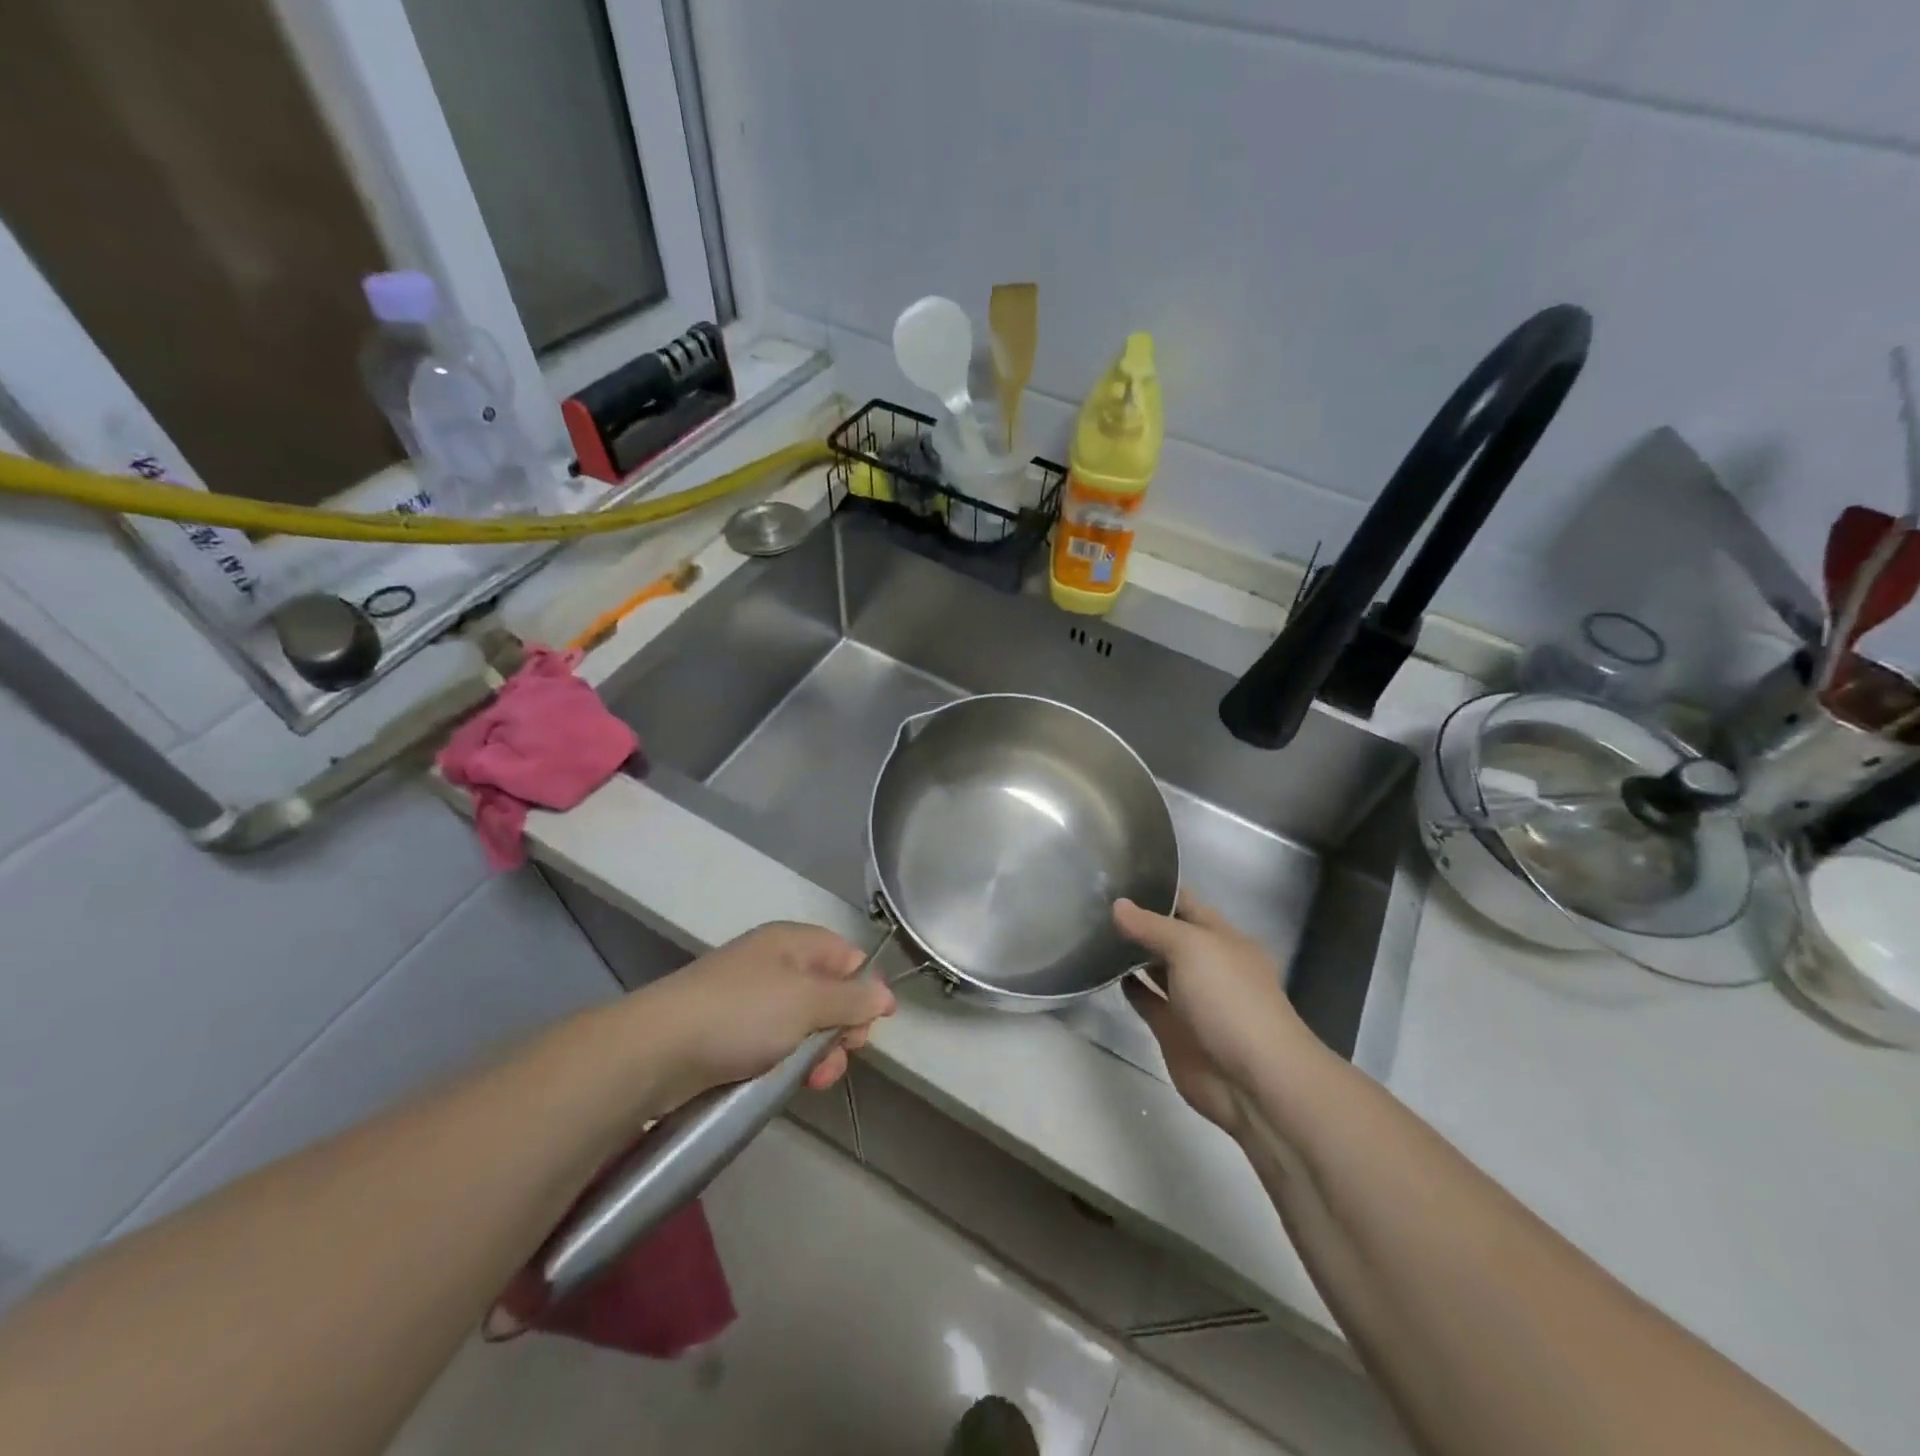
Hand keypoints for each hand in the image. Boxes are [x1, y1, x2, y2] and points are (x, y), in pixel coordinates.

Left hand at [634, 922, 895, 1111]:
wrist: (656, 1051)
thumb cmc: (742, 1014)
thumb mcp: (807, 1001)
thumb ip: (852, 998)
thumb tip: (885, 995)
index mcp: (792, 942)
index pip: (846, 955)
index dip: (864, 987)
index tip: (873, 1024)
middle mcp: (774, 965)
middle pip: (828, 992)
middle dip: (841, 1027)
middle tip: (840, 1056)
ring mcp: (751, 1001)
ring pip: (803, 1024)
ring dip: (818, 1053)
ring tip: (814, 1080)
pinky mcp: (731, 1035)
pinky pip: (776, 1045)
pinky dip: (788, 1063)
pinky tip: (789, 1084)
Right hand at [1114, 894, 1308, 1137]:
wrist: (1252, 1080)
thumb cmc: (1229, 1000)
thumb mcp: (1192, 948)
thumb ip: (1152, 926)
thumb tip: (1118, 905)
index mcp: (1222, 938)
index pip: (1185, 903)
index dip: (1156, 888)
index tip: (1117, 872)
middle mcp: (1206, 964)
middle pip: (1168, 935)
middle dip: (1138, 919)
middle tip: (1093, 900)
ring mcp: (1190, 998)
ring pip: (1155, 967)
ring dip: (1130, 952)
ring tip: (1091, 930)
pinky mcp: (1173, 1029)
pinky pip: (1147, 1000)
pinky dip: (1128, 987)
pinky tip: (1102, 971)